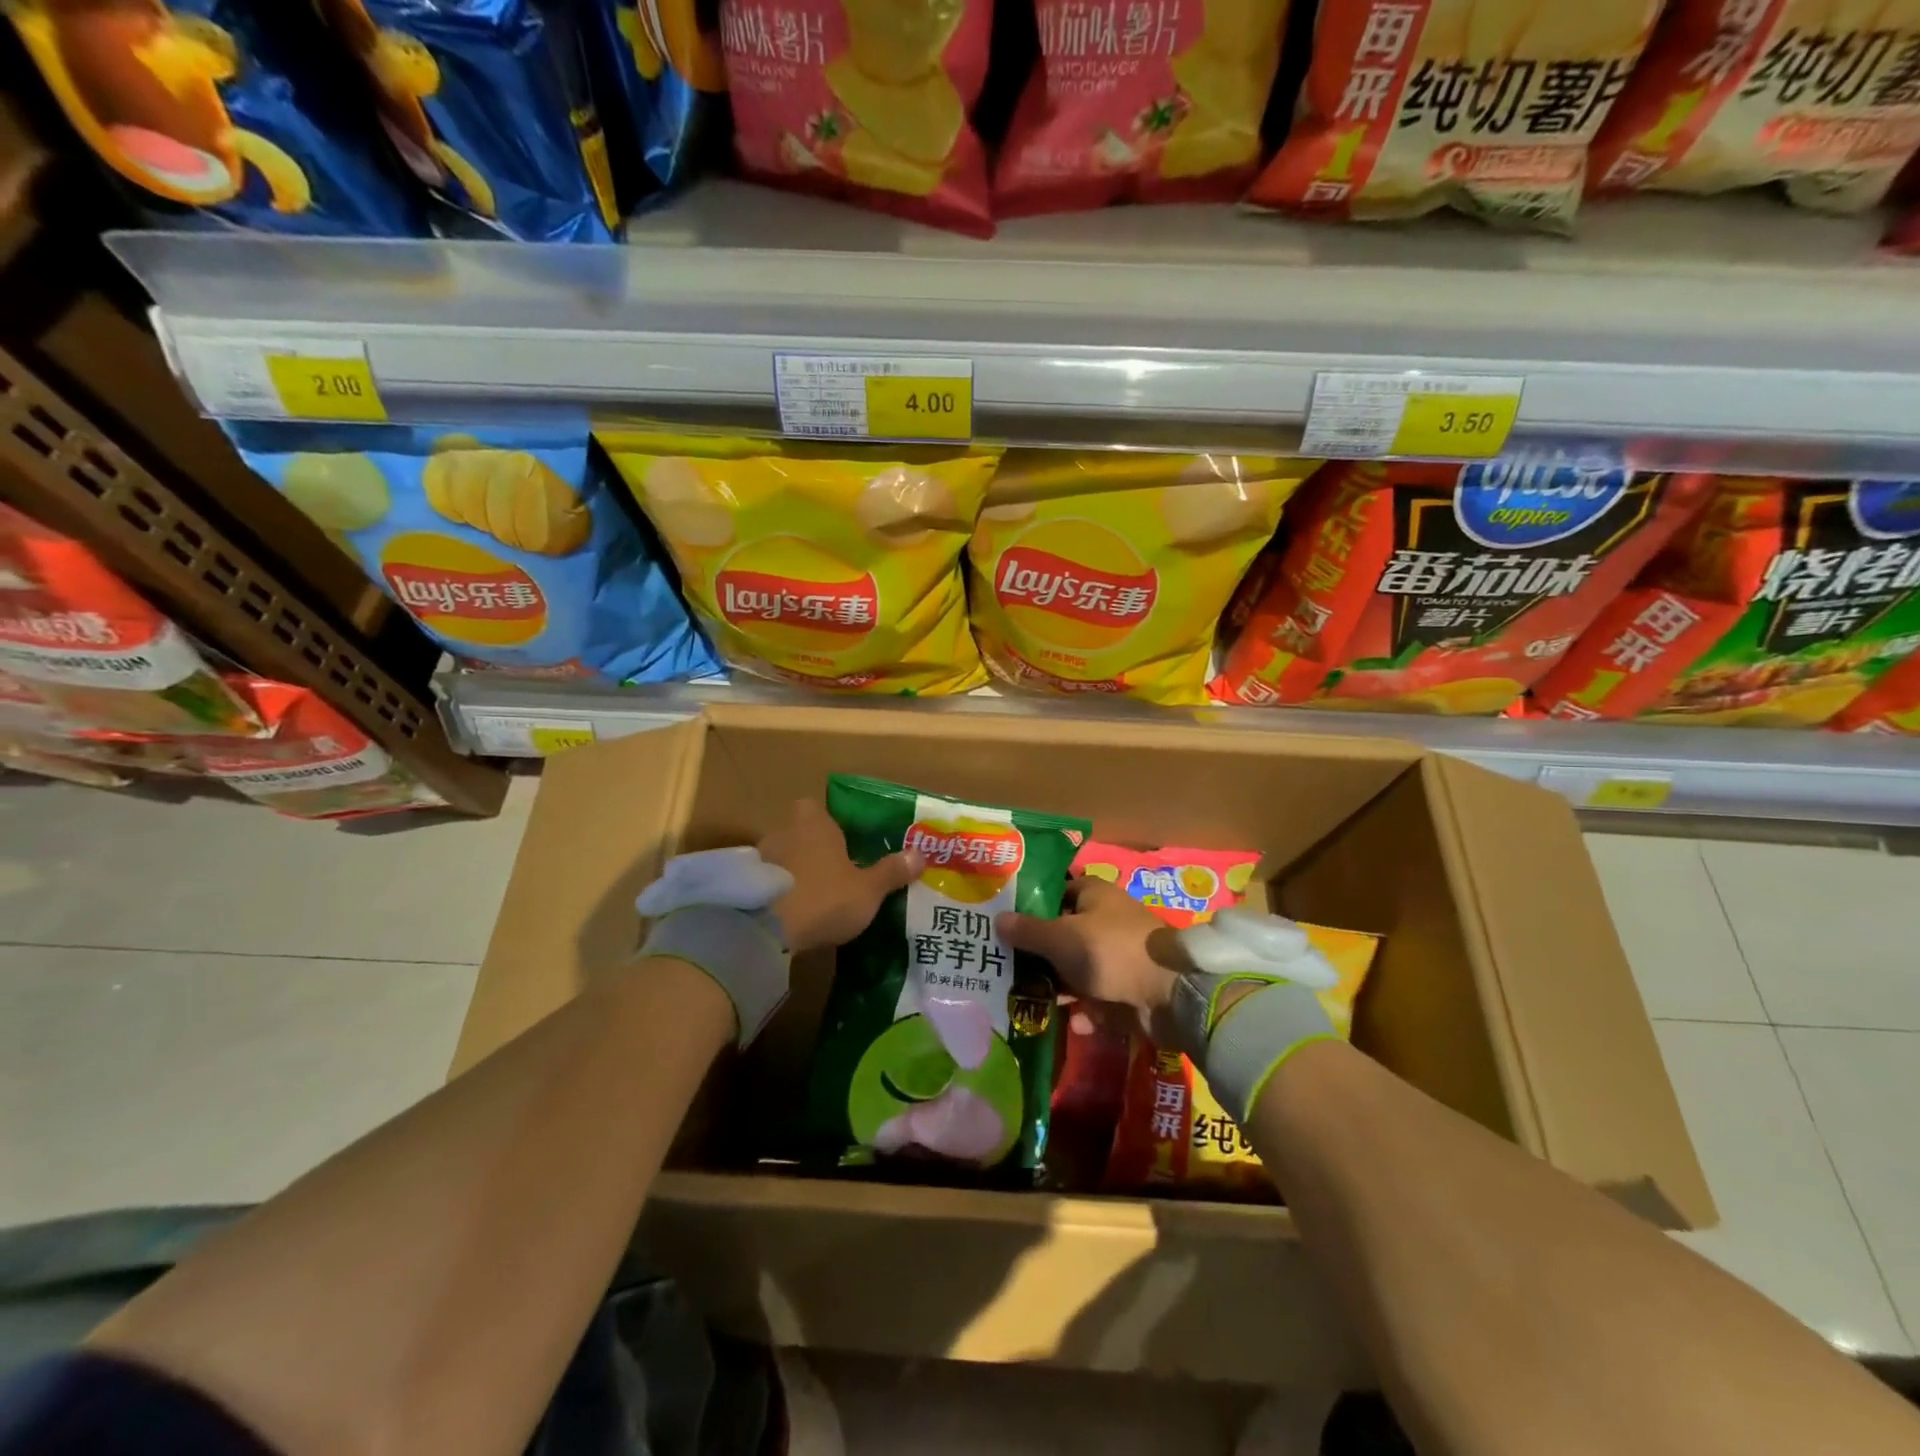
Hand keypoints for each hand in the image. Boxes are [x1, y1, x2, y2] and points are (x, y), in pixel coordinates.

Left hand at [758, 799, 922, 953]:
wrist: (766, 930)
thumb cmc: (825, 898)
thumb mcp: (868, 889)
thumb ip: (891, 871)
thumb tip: (920, 854)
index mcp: (814, 824)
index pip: (814, 808)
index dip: (826, 823)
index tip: (841, 842)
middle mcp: (783, 831)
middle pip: (797, 832)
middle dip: (811, 849)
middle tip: (831, 873)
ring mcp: (759, 858)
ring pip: (780, 857)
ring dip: (791, 872)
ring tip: (810, 898)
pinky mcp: (744, 886)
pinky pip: (765, 883)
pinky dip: (775, 893)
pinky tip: (788, 914)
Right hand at [996, 875, 1190, 1042]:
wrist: (1169, 995)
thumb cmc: (1109, 951)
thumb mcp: (1060, 938)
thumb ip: (1027, 931)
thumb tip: (997, 919)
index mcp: (1093, 894)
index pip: (1054, 892)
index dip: (1029, 906)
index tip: (1003, 923)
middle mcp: (1105, 920)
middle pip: (1062, 934)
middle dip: (1037, 954)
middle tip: (1005, 968)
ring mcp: (1117, 955)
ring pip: (1076, 968)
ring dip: (1057, 986)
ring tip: (1028, 1002)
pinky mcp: (1126, 987)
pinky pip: (1096, 997)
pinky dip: (1084, 1009)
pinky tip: (1073, 1022)